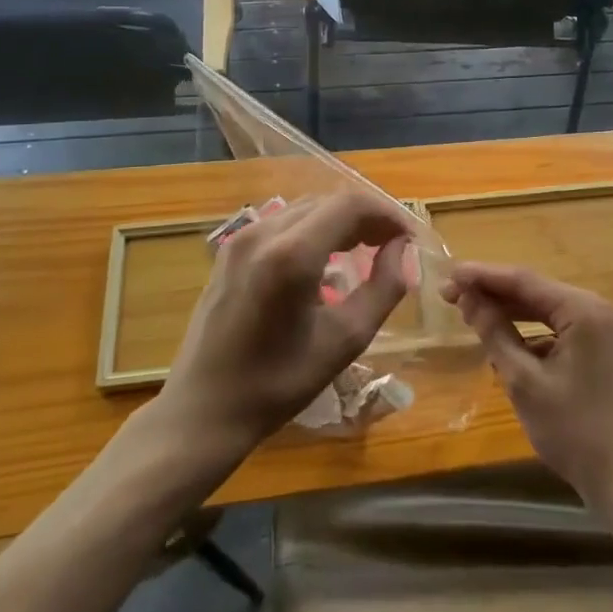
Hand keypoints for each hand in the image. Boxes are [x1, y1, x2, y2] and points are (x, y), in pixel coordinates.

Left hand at [159, 193, 413, 456]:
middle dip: (367, 217)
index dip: (386, 214)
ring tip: (366, 249)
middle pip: (329, 201)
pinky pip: (284, 223)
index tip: (408, 238)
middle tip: (393, 246)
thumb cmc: (278, 383)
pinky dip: (314, 229)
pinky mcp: (230, 250)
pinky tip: (326, 257)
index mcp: (292, 254)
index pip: (351, 204)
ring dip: (341, 221)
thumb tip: (402, 249)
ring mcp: (242, 238)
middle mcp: (264, 232)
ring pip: (306, 209)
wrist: (203, 410)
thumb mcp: (345, 340)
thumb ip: (383, 287)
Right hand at [442, 263, 612, 509]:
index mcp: (584, 310)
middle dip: (494, 293)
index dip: (482, 276)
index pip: (524, 280)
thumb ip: (495, 333)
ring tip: (472, 312)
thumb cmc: (575, 433)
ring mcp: (607, 329)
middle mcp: (600, 309)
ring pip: (549, 310)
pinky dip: (534, 332)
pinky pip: (563, 329)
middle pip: (537, 291)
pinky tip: (508, 342)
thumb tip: (468, 298)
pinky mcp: (607, 350)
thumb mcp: (525, 382)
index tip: (449, 276)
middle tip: (451, 296)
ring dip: (513, 312)